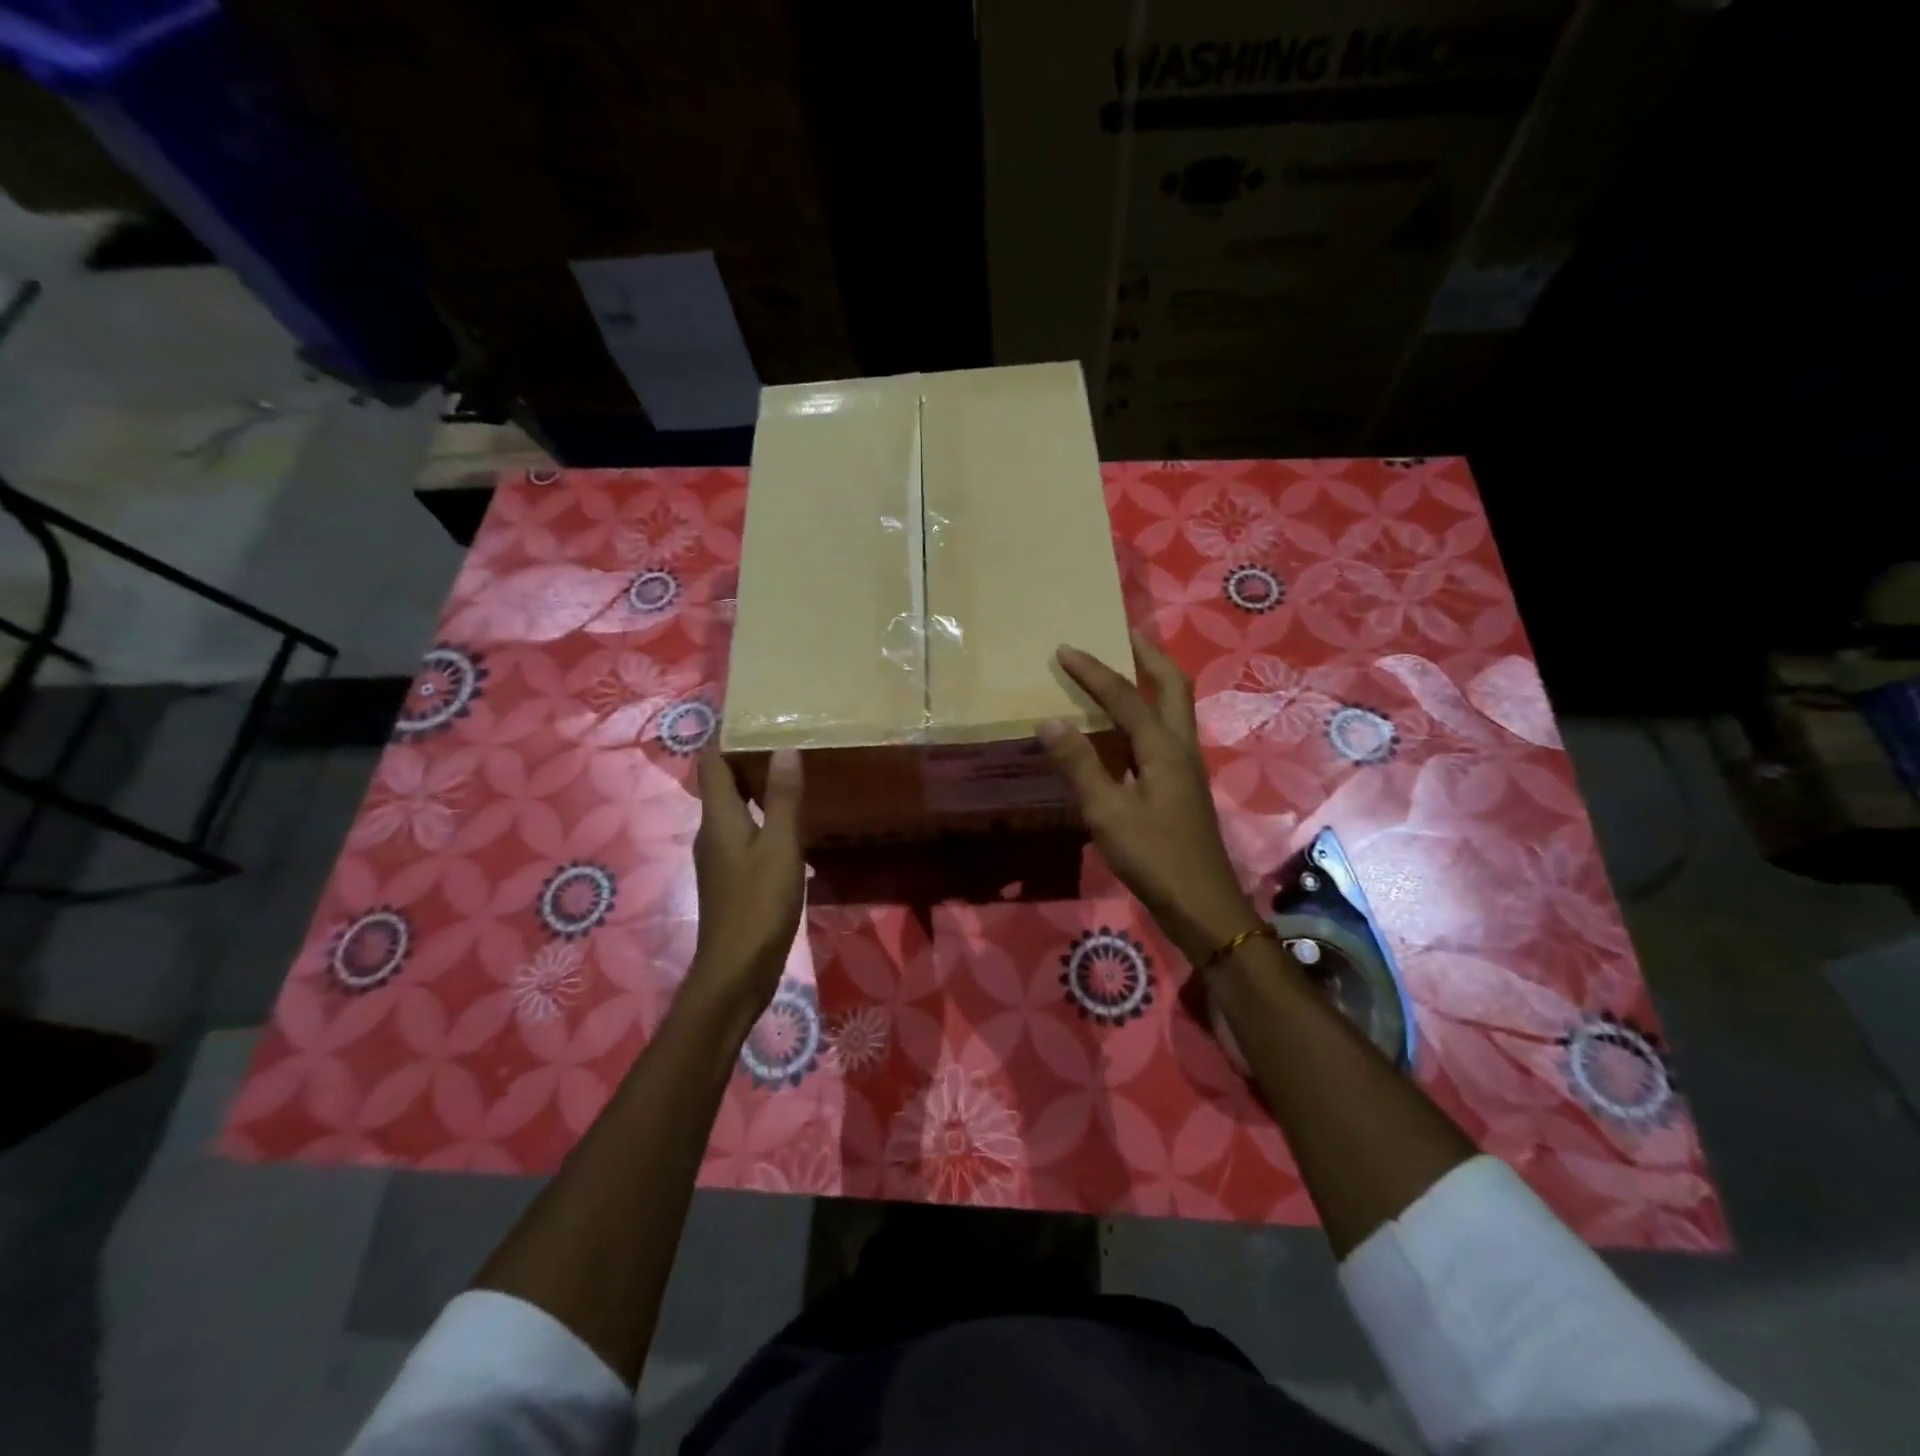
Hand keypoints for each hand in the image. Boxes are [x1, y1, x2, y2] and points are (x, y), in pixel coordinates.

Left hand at [687, 749, 805, 1018]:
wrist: (736, 972)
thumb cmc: (758, 905)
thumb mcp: (780, 848)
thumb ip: (784, 799)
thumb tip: (784, 749)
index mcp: (718, 818)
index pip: (712, 763)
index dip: (726, 737)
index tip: (753, 716)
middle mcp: (712, 832)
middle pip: (721, 784)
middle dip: (746, 759)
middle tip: (783, 738)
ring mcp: (720, 858)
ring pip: (733, 810)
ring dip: (756, 789)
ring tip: (790, 773)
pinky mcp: (732, 878)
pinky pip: (744, 833)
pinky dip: (762, 817)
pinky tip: (789, 823)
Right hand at [1038, 634, 1264, 966]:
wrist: (1203, 906)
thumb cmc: (1155, 858)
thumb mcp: (1108, 813)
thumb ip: (1080, 765)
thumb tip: (1050, 721)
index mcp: (1164, 748)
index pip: (1125, 696)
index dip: (1093, 671)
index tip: (1064, 649)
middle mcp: (1181, 747)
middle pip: (1172, 686)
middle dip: (1146, 655)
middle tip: (1118, 634)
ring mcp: (1186, 767)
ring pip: (1173, 708)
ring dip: (1150, 681)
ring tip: (1120, 669)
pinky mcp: (1182, 786)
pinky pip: (1164, 733)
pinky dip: (1145, 714)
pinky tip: (1122, 729)